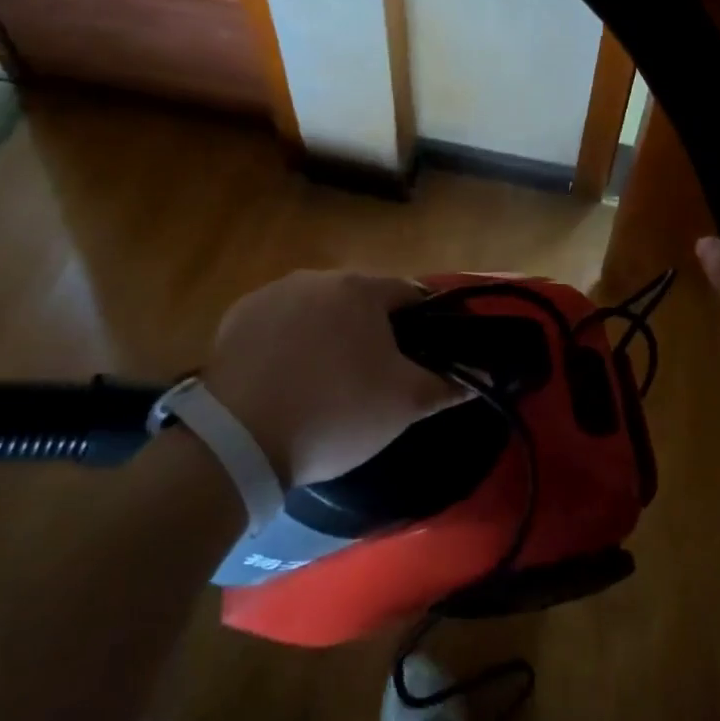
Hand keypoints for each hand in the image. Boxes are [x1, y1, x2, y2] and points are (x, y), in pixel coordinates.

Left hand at [197, 270, 459, 487]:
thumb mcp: (404, 405)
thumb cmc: (335, 413)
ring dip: (330, 334)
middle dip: (374, 330)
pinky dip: (289, 343)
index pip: (410, 294)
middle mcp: (315, 277)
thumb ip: (449, 385)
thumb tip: (483, 377)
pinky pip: (278, 324)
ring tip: (328, 382)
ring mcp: (270, 294)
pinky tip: (287, 381)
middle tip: (376, 377)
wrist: (238, 443)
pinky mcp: (235, 319)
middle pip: (360, 299)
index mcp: (360, 288)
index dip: (426, 324)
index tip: (425, 356)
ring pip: (318, 309)